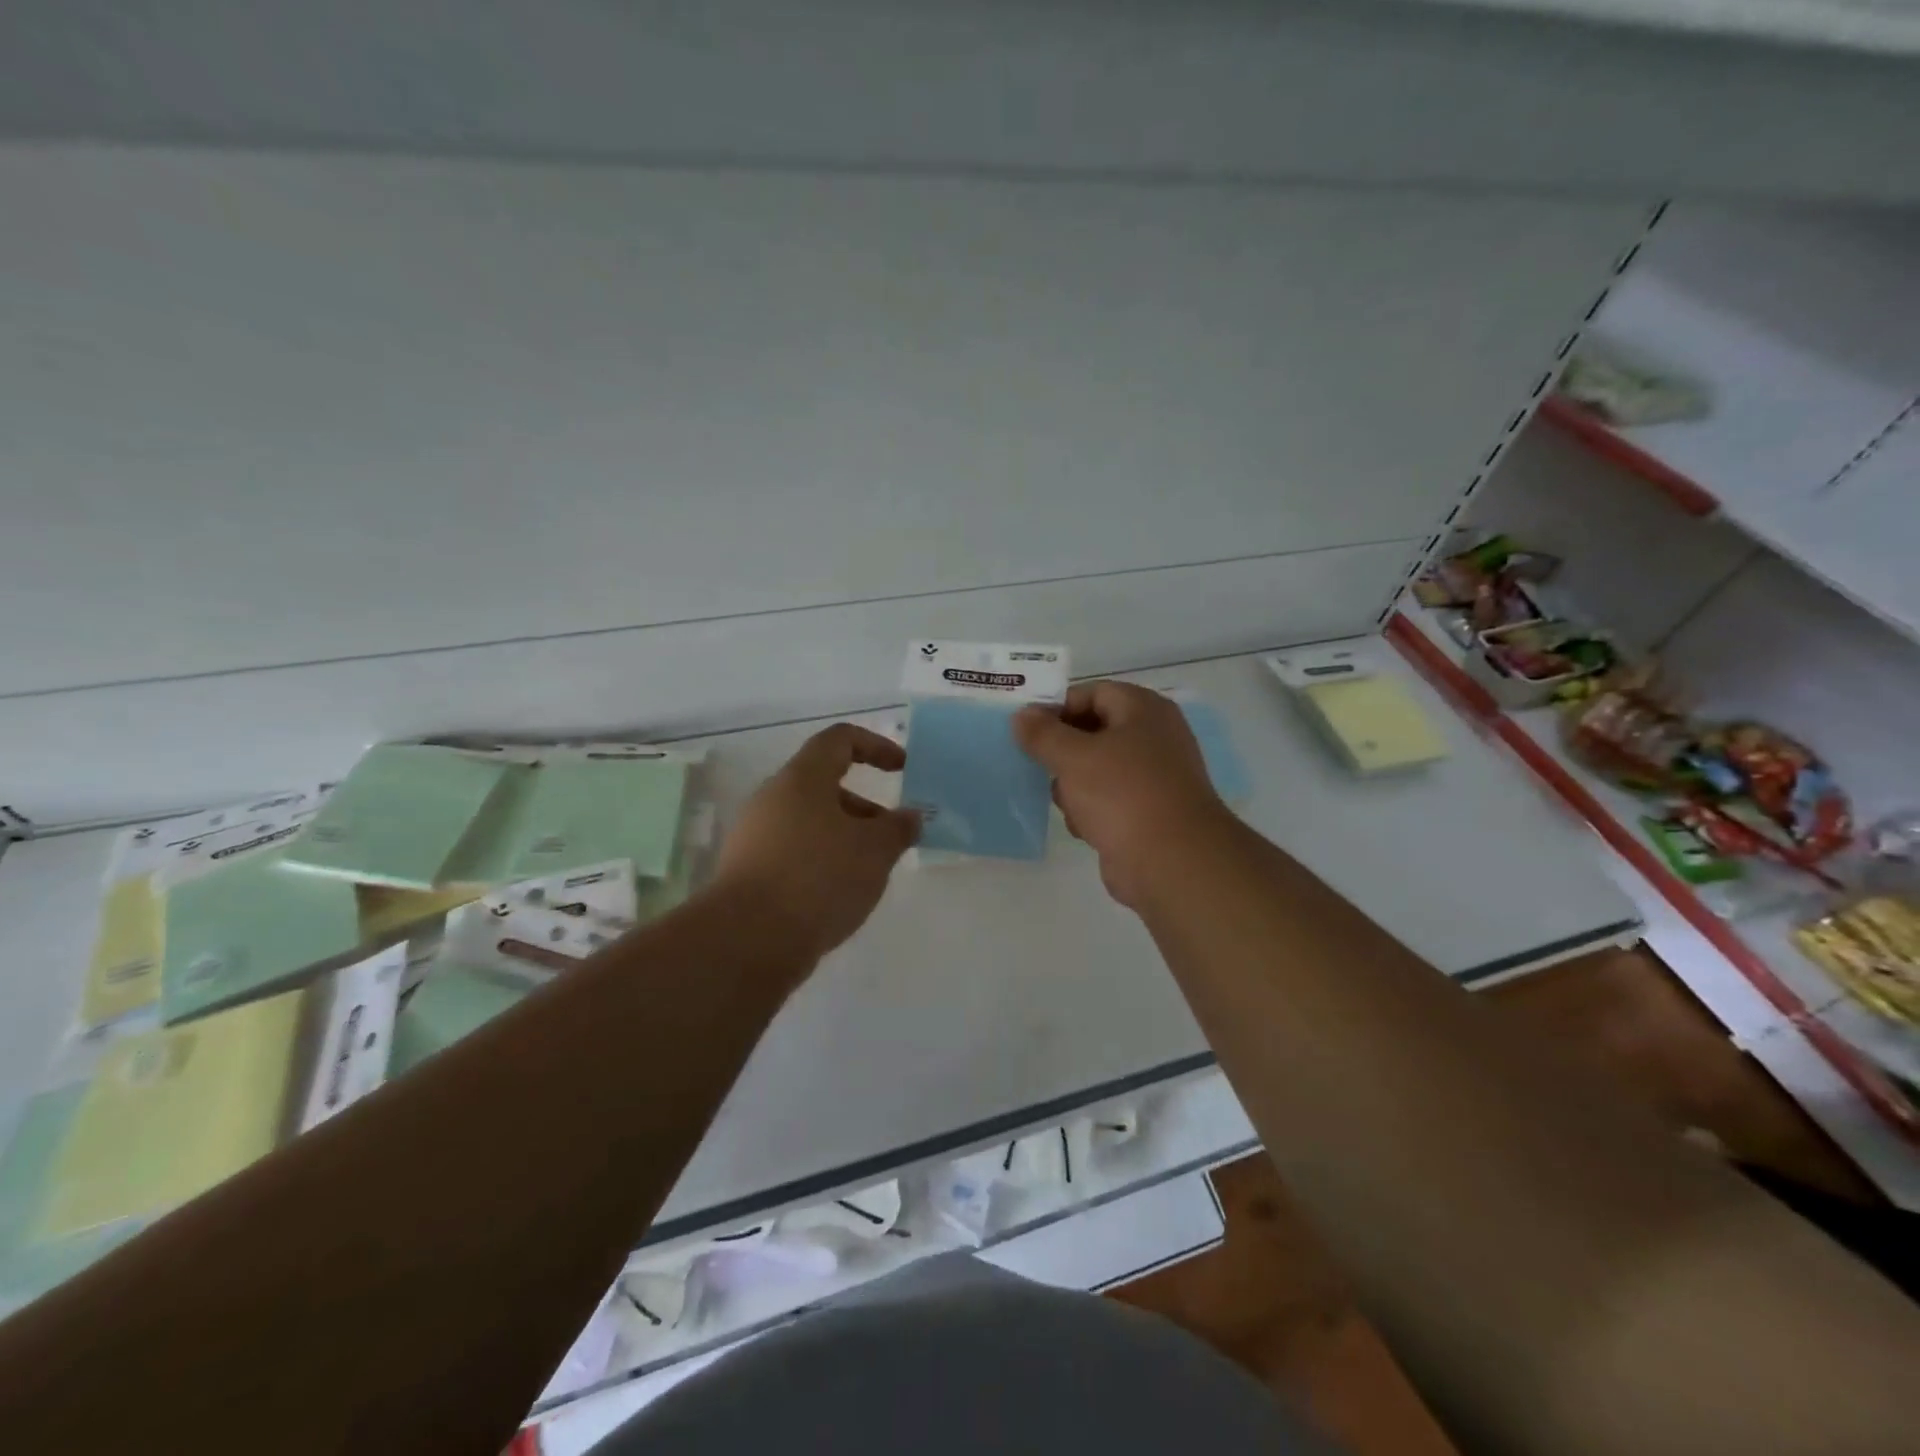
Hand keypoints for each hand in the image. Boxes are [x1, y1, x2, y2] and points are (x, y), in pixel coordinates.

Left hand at [712, 723, 919, 964]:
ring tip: (870, 872)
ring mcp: (754, 836)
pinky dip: (821, 862)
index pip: (839, 740)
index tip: (902, 769)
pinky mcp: (747, 872)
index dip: (875, 746)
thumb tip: (910, 816)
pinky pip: (793, 853)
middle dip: (864, 807)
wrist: (748, 940)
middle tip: (891, 837)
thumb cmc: (819, 878)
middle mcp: (772, 799)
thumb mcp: (875, 851)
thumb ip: (898, 828)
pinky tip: (838, 895)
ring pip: (809, 823)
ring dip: (844, 837)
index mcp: (802, 779)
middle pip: (824, 785)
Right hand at [1014, 682, 1232, 908]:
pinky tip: (1085, 828)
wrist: (1172, 862)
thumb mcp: (1073, 757)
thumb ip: (1042, 733)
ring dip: (1074, 786)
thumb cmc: (1123, 795)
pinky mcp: (1150, 813)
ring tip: (1066, 802)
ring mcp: (1155, 777)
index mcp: (1144, 710)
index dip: (1057, 708)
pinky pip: (1110, 801)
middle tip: (1039, 766)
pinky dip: (1093, 811)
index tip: (1028, 731)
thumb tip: (1022, 715)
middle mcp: (1154, 737)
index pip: (1092, 693)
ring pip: (1098, 770)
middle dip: (1063, 752)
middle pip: (1094, 732)